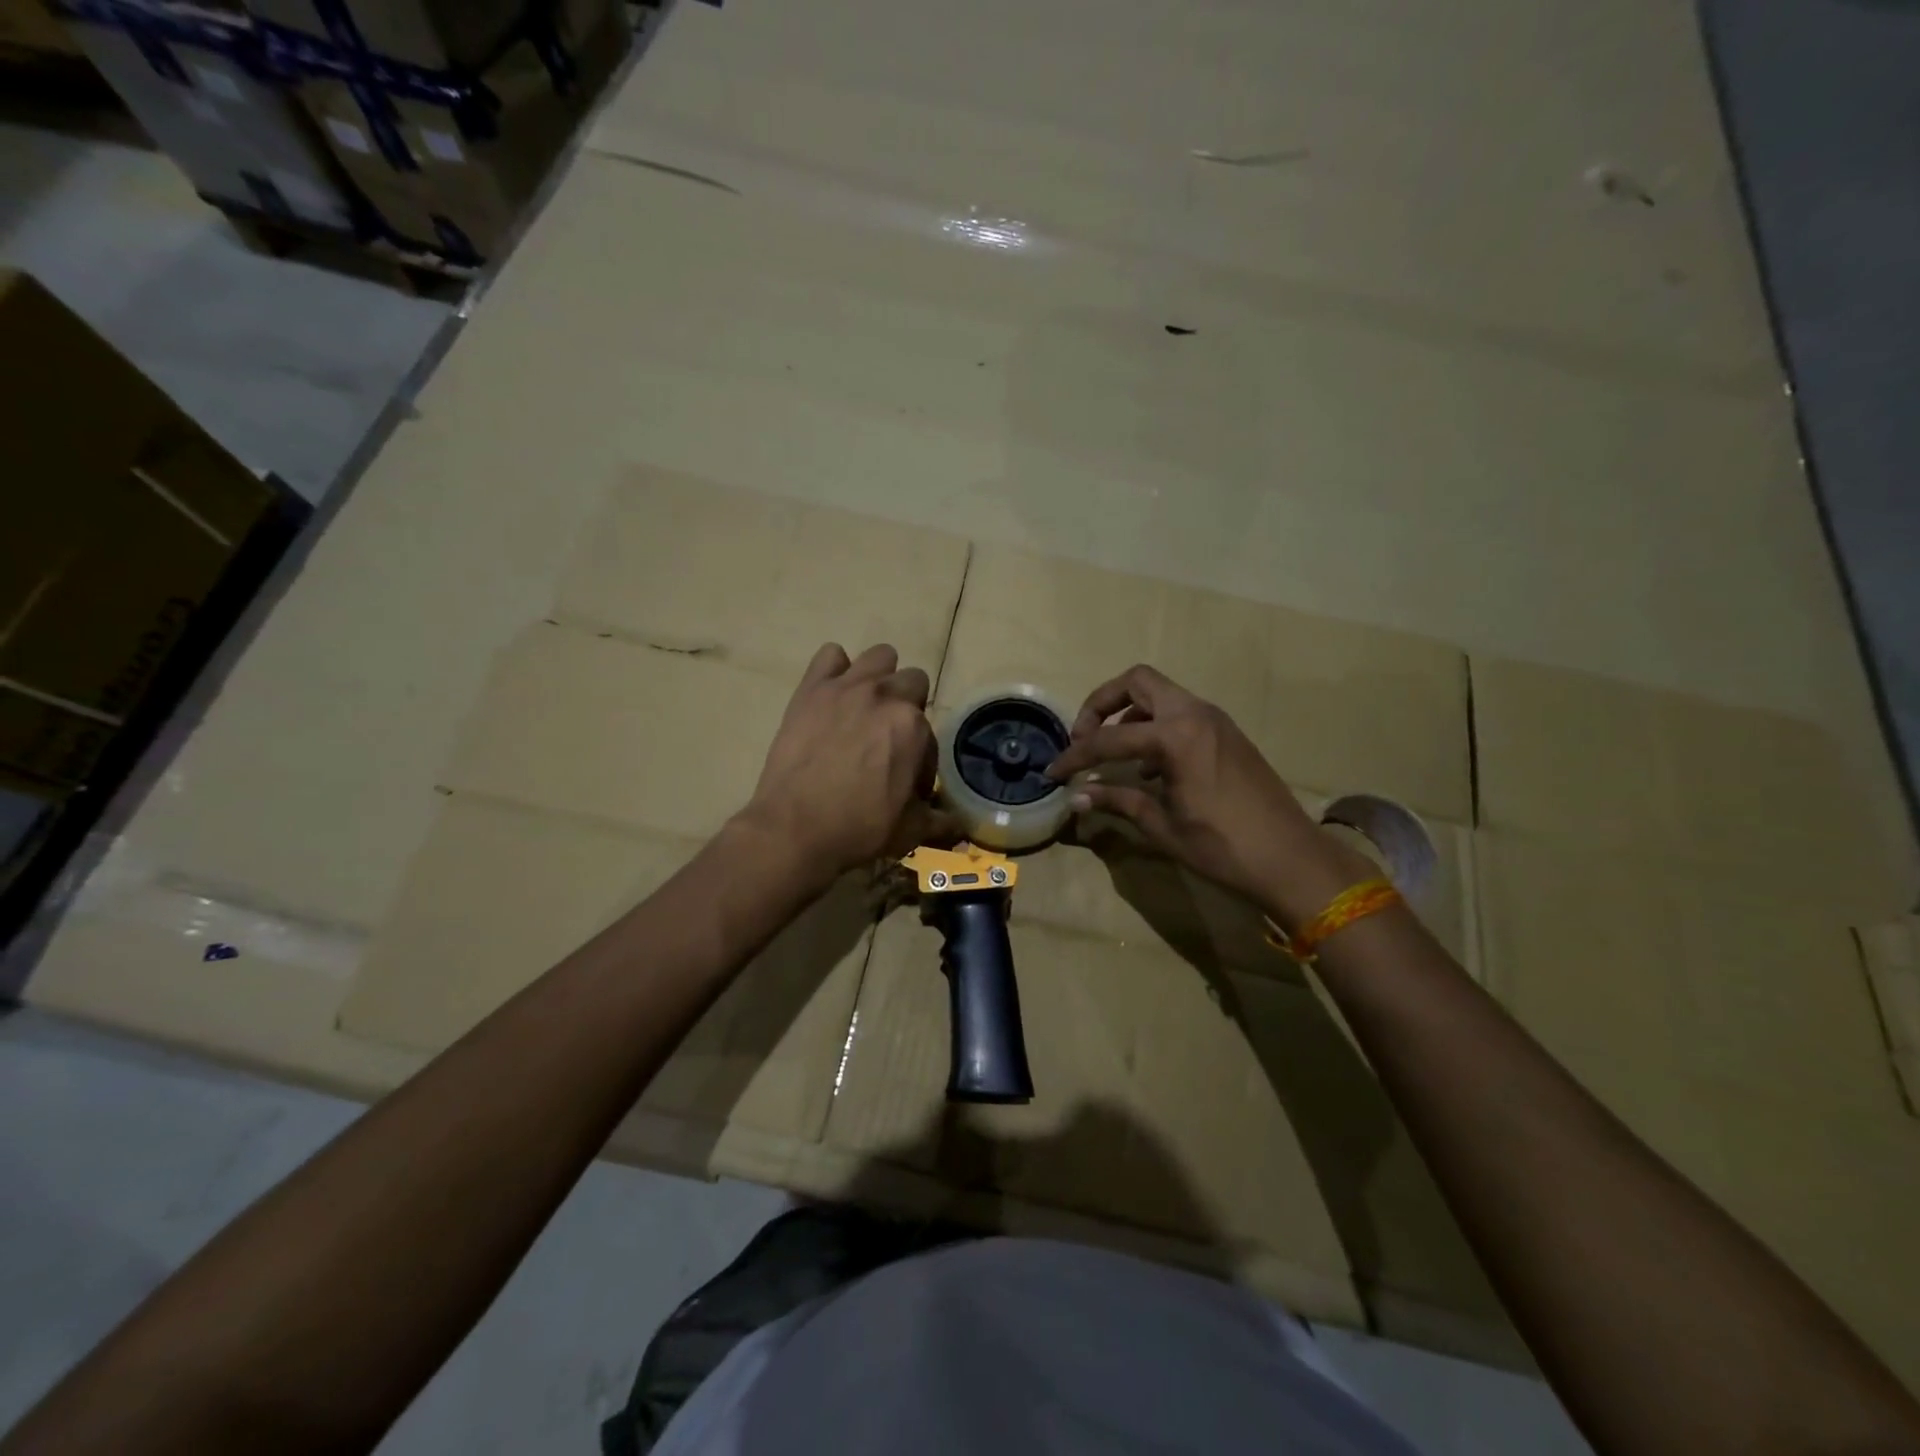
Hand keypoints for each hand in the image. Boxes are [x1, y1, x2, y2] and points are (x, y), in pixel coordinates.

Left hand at [742, 643, 946, 878]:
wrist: (794, 830)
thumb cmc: (860, 830)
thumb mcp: (910, 830)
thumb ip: (940, 820)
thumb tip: (959, 824)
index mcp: (913, 726)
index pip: (930, 734)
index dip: (920, 759)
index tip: (905, 780)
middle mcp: (885, 696)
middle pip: (912, 682)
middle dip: (908, 706)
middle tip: (888, 739)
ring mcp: (847, 688)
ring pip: (880, 656)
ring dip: (880, 677)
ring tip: (866, 707)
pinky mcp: (812, 689)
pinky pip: (830, 655)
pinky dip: (835, 670)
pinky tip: (832, 695)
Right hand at [1046, 665, 1373, 924]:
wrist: (1292, 858)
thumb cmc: (1223, 847)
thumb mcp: (1163, 826)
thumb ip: (1118, 801)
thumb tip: (1078, 796)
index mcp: (1176, 736)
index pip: (1109, 737)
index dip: (1075, 755)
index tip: (1054, 771)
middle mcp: (1195, 714)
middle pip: (1137, 682)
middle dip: (1102, 703)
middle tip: (1085, 737)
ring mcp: (1215, 720)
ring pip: (1161, 695)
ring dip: (1130, 714)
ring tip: (1115, 755)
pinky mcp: (1227, 733)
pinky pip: (1181, 714)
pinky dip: (1156, 727)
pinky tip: (1150, 768)